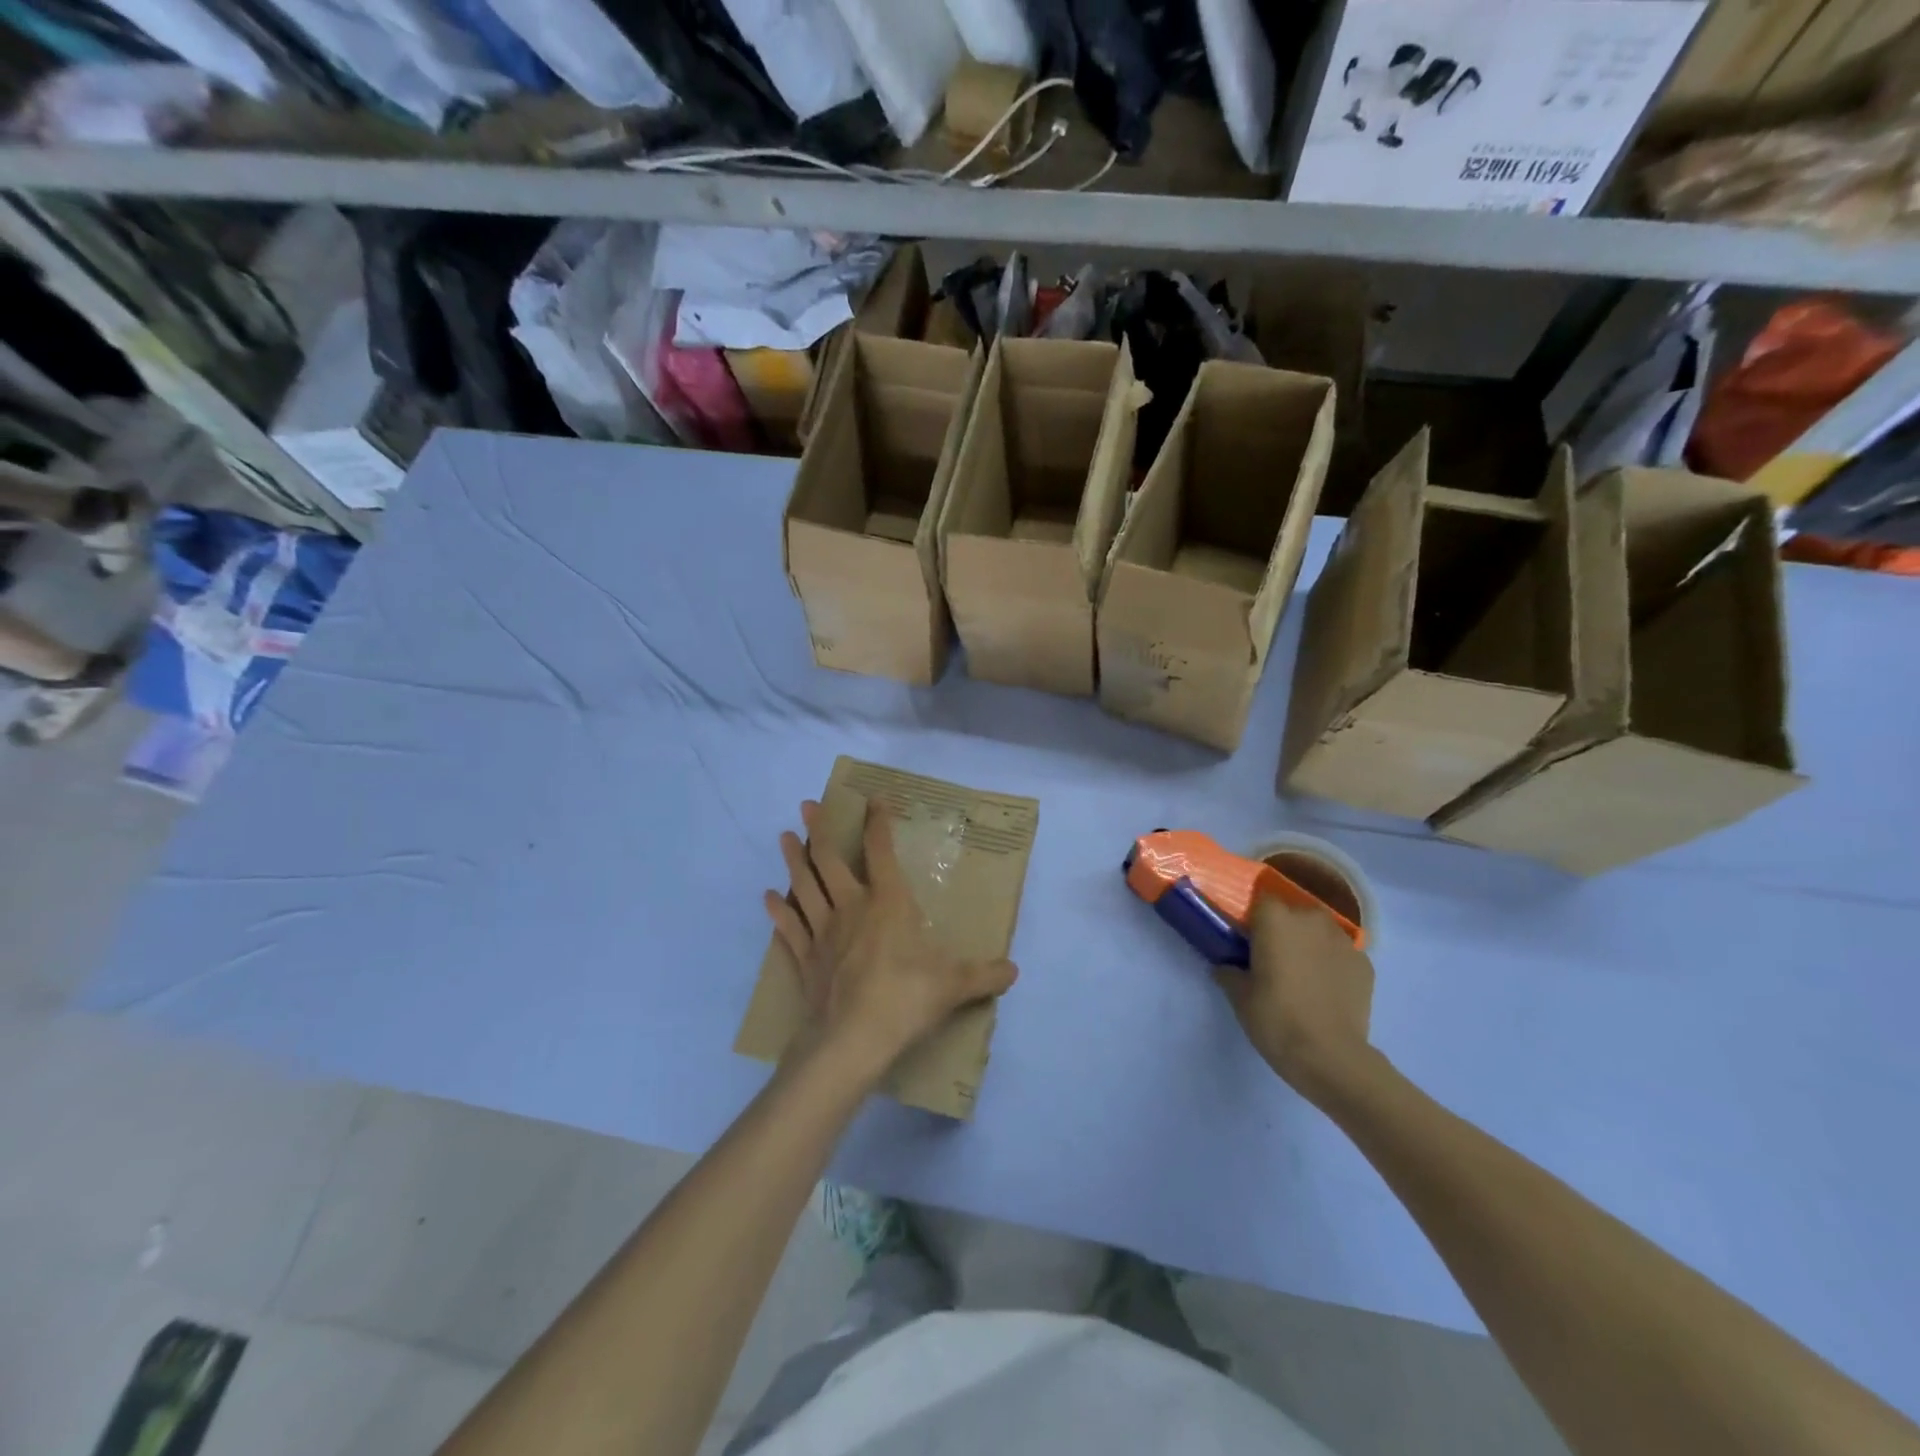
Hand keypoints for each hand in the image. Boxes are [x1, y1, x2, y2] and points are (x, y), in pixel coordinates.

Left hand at [764, 800, 1017, 1082]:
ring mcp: (823, 932)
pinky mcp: (805, 959)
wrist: (852, 1040)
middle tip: (808, 805)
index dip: (878, 823)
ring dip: (794, 860)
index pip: (881, 852)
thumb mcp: (955, 986)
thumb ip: (984, 975)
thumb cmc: (906, 999)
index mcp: (888, 903)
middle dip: (820, 829)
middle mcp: (851, 907)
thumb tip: (1014, 971)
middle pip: (830, 860)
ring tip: (785, 837)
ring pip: (803, 886)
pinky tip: (767, 897)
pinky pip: (788, 928)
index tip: (874, 799)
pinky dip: (776, 911)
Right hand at [1217, 897, 1376, 1102]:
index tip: (1247, 937)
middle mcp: (1311, 920)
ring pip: (1319, 930)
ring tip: (1302, 972)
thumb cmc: (1276, 1019)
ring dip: (1309, 942)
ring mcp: (1343, 941)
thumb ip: (1229, 972)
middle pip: (1293, 911)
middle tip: (1272, 956)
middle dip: (1283, 928)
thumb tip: (1227, 966)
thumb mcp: (1240, 997)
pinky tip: (1325, 988)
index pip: (1261, 899)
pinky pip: (1341, 953)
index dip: (1253, 916)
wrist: (1332, 1057)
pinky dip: (1332, 962)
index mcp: (1276, 920)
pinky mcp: (1365, 964)